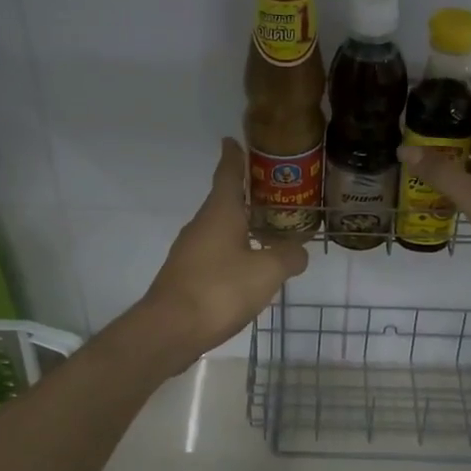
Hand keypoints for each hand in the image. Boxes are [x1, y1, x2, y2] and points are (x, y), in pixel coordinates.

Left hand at [140, 139, 308, 356]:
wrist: (169, 330)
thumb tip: (300, 250)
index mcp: (220, 212)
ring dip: (242, 226)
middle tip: (275, 191)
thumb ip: (288, 256)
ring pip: (220, 228)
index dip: (233, 155)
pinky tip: (250, 268)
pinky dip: (234, 251)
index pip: (227, 173)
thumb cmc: (219, 290)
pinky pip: (216, 253)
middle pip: (225, 200)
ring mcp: (191, 251)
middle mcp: (202, 224)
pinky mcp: (187, 275)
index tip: (233, 139)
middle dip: (247, 194)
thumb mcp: (267, 272)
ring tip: (269, 231)